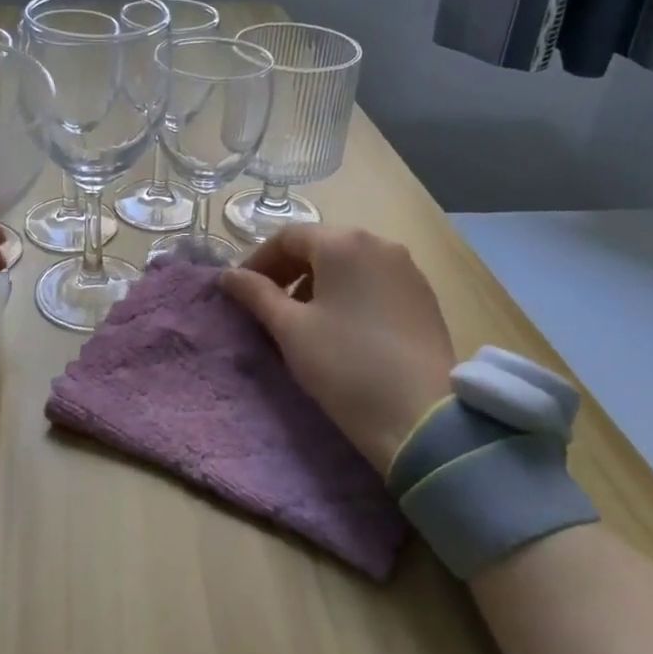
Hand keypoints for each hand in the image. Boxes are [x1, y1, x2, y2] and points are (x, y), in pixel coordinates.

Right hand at [220, 226, 456, 474]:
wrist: (421, 417)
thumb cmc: (345, 364)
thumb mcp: (290, 328)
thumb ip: (256, 294)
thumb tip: (228, 276)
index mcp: (344, 243)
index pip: (288, 237)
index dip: (257, 260)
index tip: (240, 291)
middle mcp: (380, 243)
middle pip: (321, 245)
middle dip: (288, 270)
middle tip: (266, 304)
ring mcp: (407, 270)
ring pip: (349, 263)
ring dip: (317, 281)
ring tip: (301, 318)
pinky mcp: (424, 297)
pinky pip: (374, 281)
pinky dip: (348, 293)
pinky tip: (339, 327)